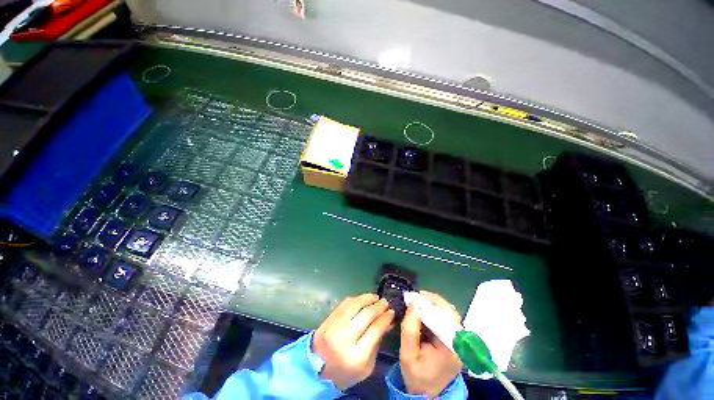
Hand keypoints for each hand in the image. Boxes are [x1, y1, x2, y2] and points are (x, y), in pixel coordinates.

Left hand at [313, 293, 394, 389]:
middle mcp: (344, 338)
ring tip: (376, 297)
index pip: (375, 329)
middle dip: (378, 306)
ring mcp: (334, 327)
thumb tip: (388, 321)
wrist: (316, 371)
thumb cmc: (345, 372)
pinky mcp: (328, 319)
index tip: (392, 312)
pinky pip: (344, 303)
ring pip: (354, 305)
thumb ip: (377, 342)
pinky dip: (356, 299)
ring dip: (367, 298)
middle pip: (366, 315)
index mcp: (357, 356)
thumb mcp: (367, 366)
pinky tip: (363, 299)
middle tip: (385, 302)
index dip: (385, 318)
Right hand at [400, 291, 462, 396]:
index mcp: (450, 348)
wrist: (427, 394)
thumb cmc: (416, 376)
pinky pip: (446, 320)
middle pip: (450, 313)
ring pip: (449, 314)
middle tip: (416, 297)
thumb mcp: (407, 355)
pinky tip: (423, 311)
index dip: (431, 303)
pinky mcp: (453, 341)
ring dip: (433, 305)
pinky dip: (434, 312)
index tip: (416, 296)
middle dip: (432, 301)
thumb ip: (409, 329)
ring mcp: (458, 342)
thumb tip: (414, 304)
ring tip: (418, 301)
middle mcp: (459, 343)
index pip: (446, 317)